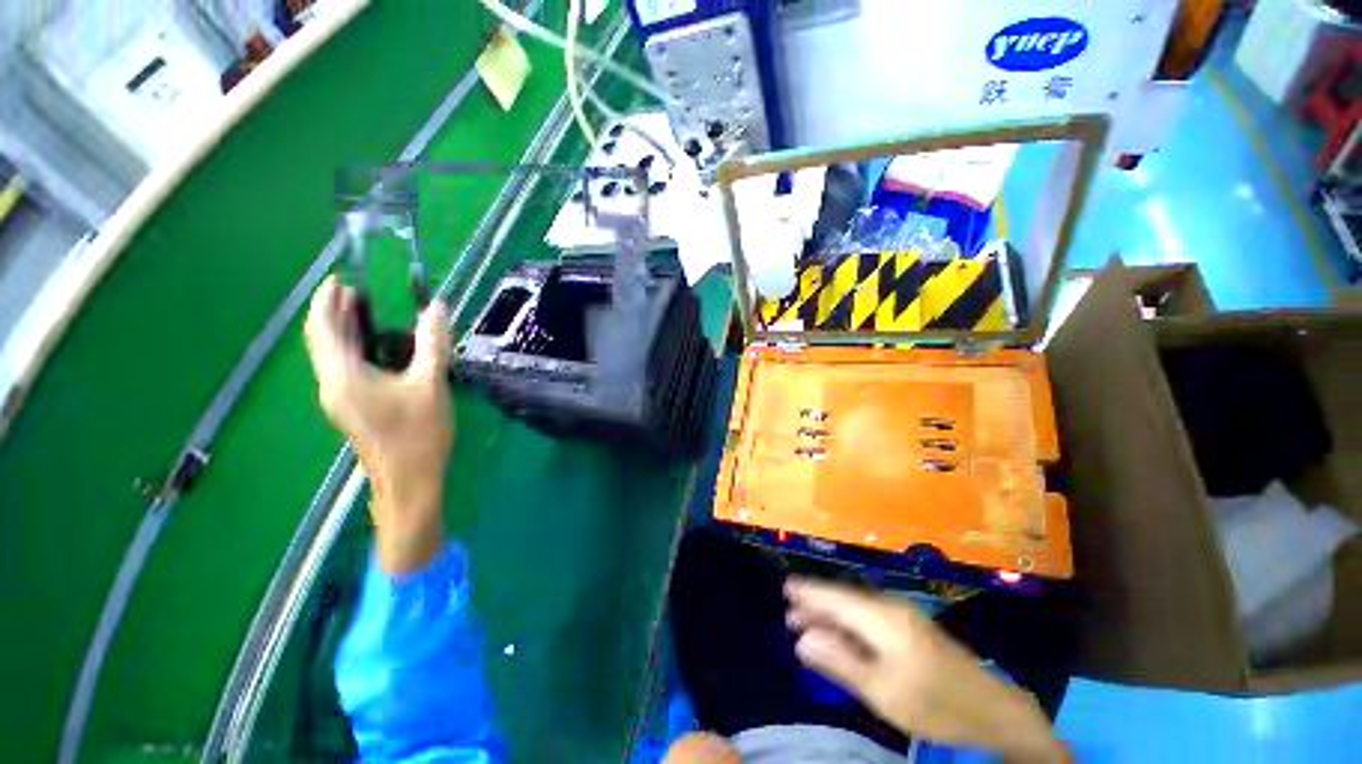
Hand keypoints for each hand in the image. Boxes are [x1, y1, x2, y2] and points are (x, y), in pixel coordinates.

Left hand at [304, 275, 453, 574]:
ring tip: (365, 313)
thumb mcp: (430, 384)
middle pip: (324, 341)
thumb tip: (437, 307)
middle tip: (356, 290)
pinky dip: (354, 350)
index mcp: (343, 376)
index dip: (328, 301)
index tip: (340, 278)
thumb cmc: (419, 433)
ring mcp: (340, 400)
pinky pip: (344, 370)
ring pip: (333, 357)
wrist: (409, 481)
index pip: (323, 329)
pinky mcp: (352, 409)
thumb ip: (432, 343)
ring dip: (344, 332)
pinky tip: (377, 349)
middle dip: (335, 313)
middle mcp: (332, 385)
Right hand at [786, 580, 1064, 763]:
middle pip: (844, 599)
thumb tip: (802, 639)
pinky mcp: (912, 628)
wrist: (995, 710)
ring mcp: (904, 616)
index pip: (835, 597)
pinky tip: (841, 634)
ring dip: (831, 615)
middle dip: (816, 605)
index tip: (785, 588)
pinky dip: (850, 623)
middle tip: (790, 615)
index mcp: (882, 617)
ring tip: (807, 624)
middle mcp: (891, 607)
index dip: (808, 592)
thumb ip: (839, 661)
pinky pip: (870, 617)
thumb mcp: (882, 690)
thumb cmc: (935, 704)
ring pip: (856, 608)